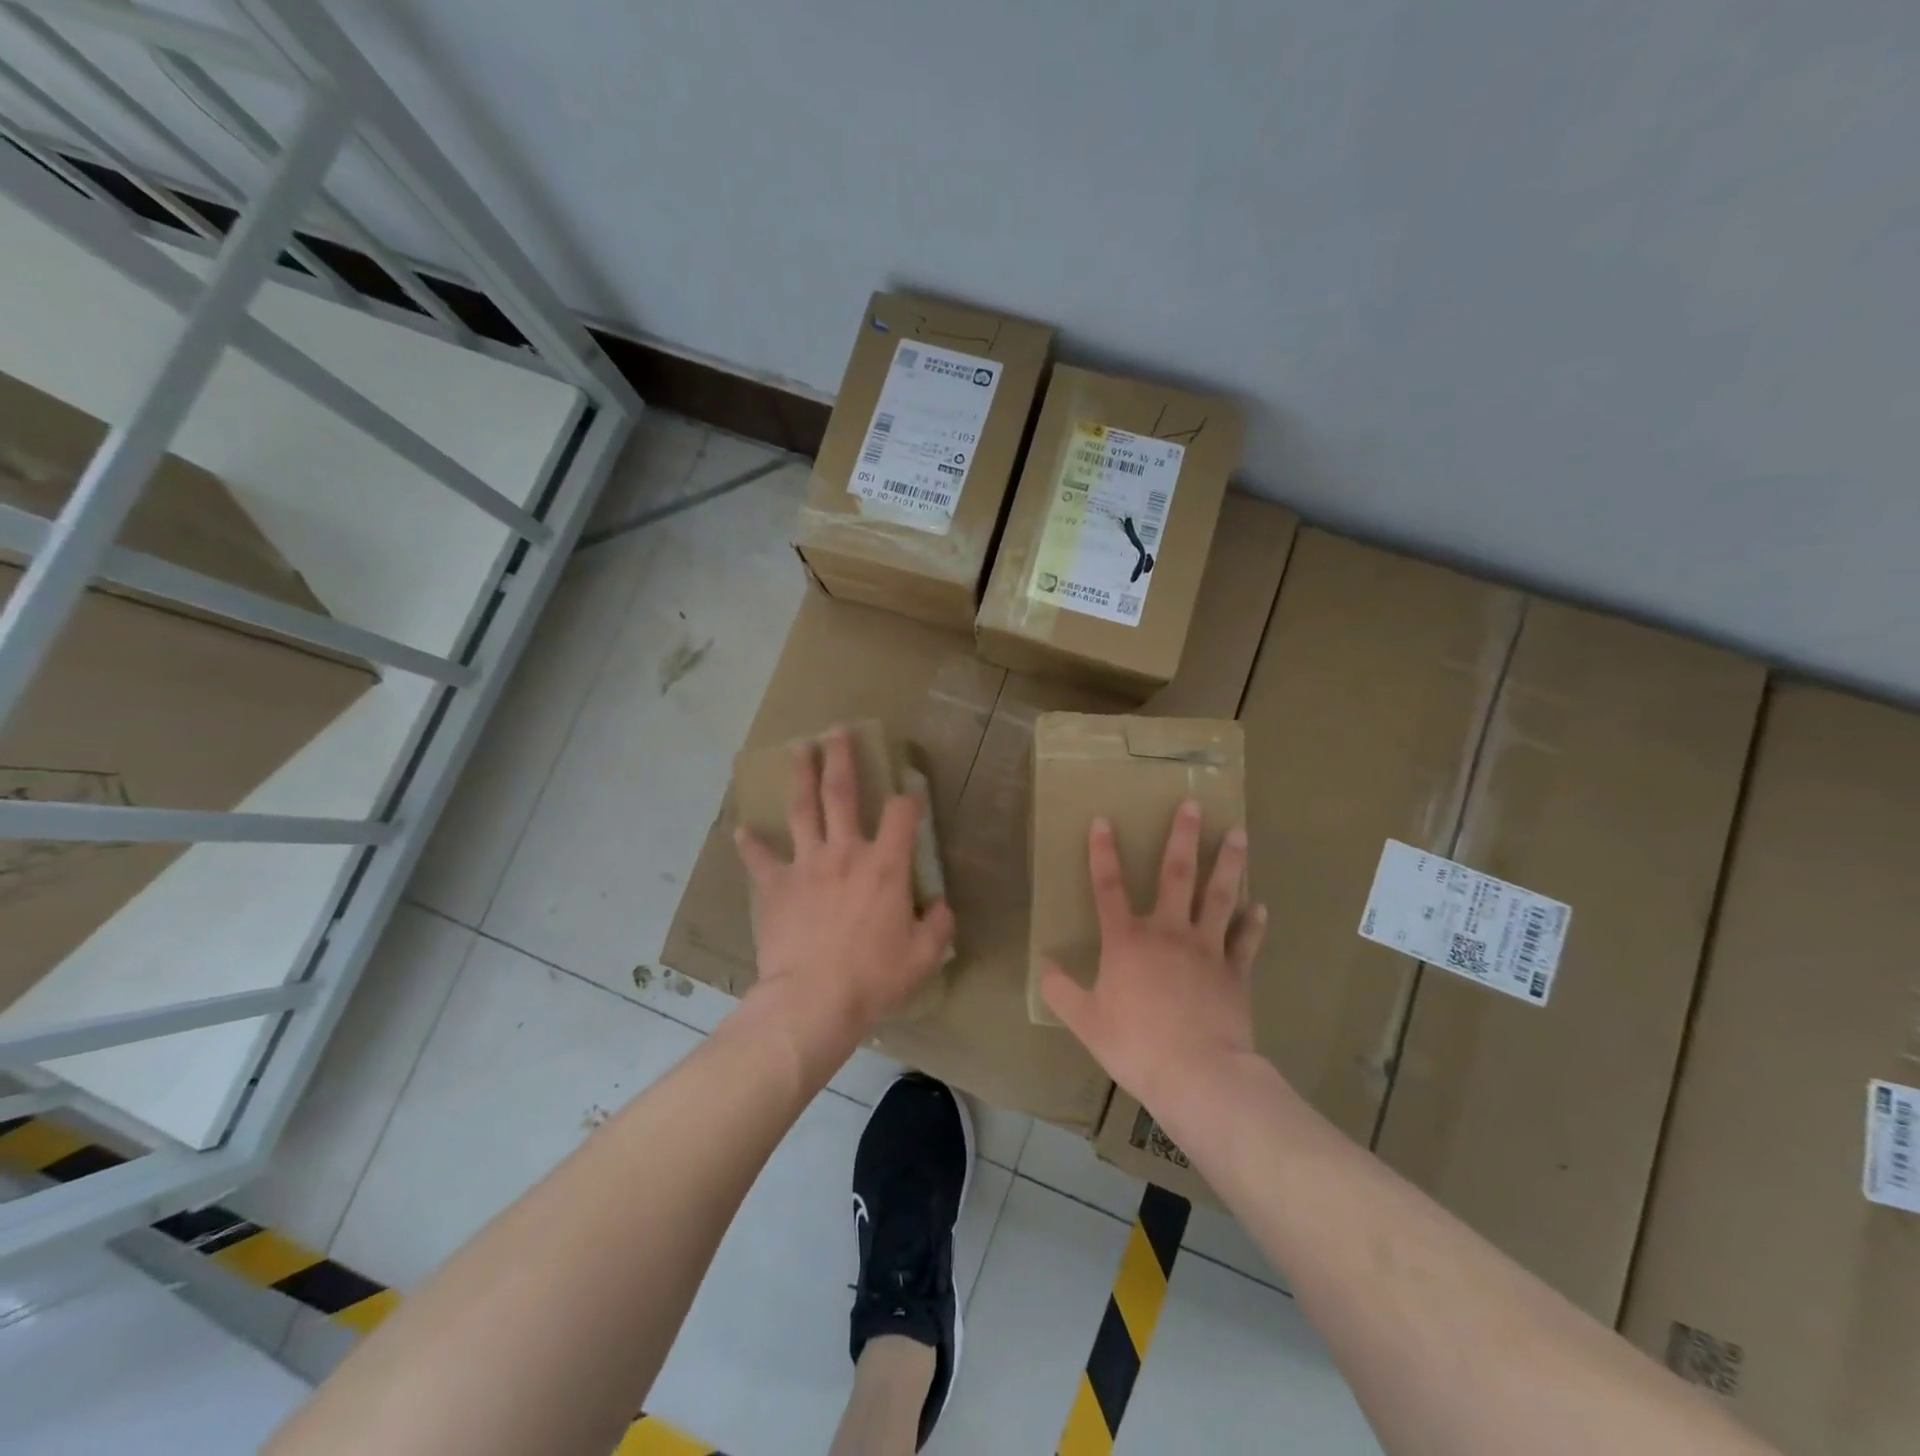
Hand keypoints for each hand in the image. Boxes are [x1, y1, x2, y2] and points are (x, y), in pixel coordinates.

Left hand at [734, 729, 954, 1036]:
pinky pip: (760, 860)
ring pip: (802, 810)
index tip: (912, 791)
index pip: (903, 815)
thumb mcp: (922, 956)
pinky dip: (751, 844)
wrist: (812, 1000)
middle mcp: (845, 852)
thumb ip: (938, 926)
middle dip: (841, 758)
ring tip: (798, 750)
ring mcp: (806, 865)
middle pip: (842, 793)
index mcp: (885, 866)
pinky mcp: (776, 886)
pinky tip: (742, 830)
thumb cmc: (872, 978)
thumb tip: (942, 907)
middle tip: (836, 731)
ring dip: (800, 777)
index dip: (911, 797)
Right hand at [1040, 800, 1267, 1109]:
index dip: (1102, 852)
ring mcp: (1206, 948)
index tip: (1103, 819)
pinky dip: (1253, 923)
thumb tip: (1044, 966)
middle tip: (1192, 804)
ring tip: (1238, 833)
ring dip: (1228, 863)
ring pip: (1218, 895)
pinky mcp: (1235, 972)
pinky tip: (1260, 906)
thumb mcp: (1086, 1021)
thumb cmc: (1136, 1044)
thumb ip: (1061, 990)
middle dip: (1182, 836)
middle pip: (1175, 874)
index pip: (1108, 887)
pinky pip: (1246, 941)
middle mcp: (1167, 932)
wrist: (1198, 1073)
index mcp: (1127, 940)